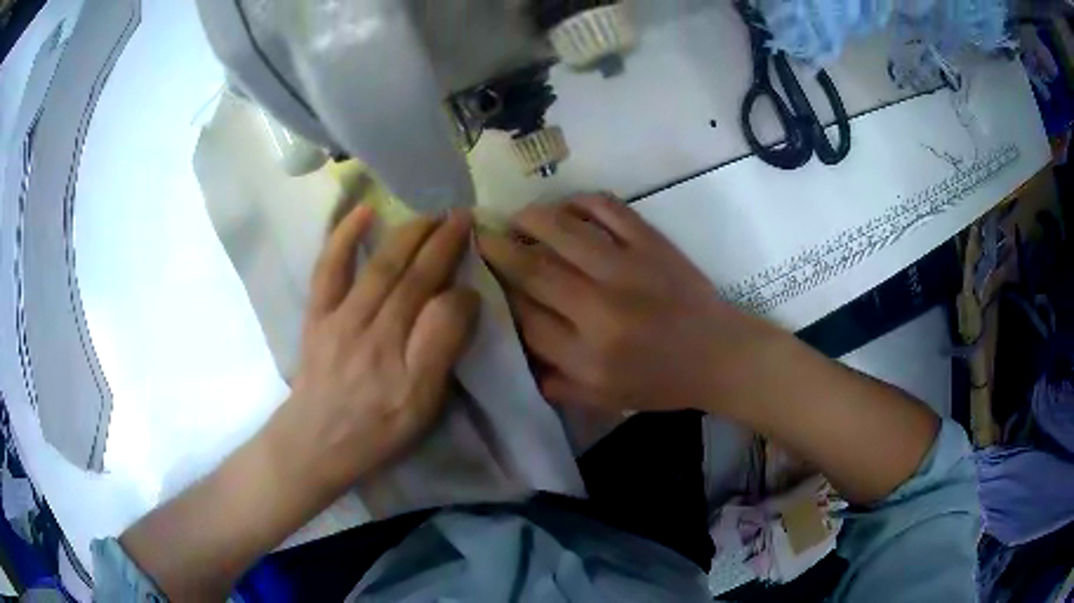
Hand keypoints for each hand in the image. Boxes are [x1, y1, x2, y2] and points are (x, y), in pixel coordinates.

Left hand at [282, 204, 478, 492]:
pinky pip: (328, 269)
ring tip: (431, 214)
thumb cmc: (376, 430)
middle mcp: (374, 336)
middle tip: (462, 216)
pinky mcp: (317, 314)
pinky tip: (364, 211)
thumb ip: (442, 354)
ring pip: (380, 267)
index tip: (475, 276)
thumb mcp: (422, 409)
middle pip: (413, 280)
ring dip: (408, 234)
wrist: (316, 440)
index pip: (444, 313)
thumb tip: (463, 301)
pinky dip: (344, 236)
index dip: (463, 291)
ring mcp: (340, 320)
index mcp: (406, 368)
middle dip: (442, 244)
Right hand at [478, 194, 776, 414]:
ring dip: (530, 219)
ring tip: (515, 218)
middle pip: (534, 271)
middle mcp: (601, 309)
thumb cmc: (661, 383)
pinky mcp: (651, 243)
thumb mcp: (604, 400)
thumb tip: (514, 354)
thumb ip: (555, 383)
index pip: (524, 320)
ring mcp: (628, 269)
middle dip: (498, 250)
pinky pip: (608, 209)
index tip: (482, 280)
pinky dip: (579, 202)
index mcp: (588, 356)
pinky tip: (566, 208)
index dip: (498, 296)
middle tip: (479, 236)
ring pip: (563, 231)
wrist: (719, 355)